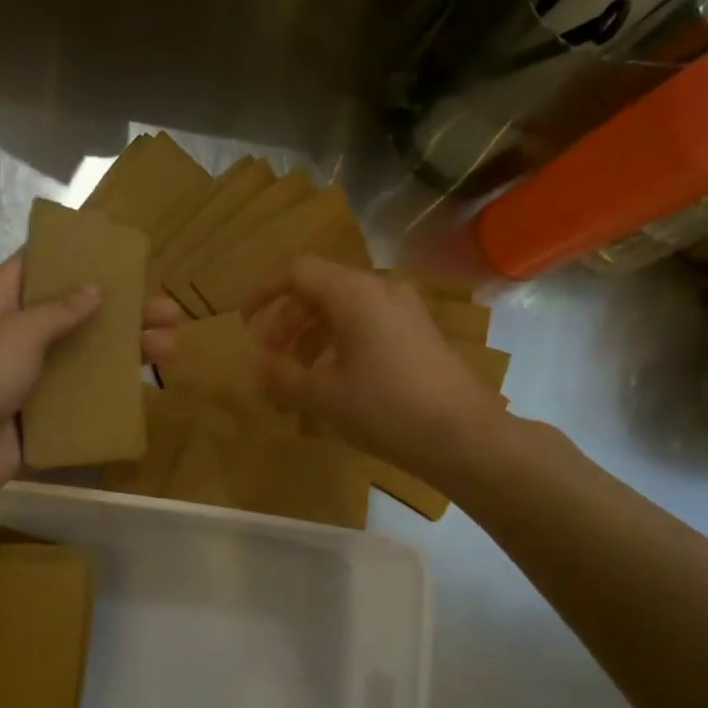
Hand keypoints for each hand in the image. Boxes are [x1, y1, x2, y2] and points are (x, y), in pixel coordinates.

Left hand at [0, 255, 181, 514]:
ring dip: (124, 353)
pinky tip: (141, 391)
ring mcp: (27, 379)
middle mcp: (15, 336)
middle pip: (75, 314)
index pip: (41, 266)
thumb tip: (95, 288)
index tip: (123, 256)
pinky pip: (78, 401)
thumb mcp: (16, 333)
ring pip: (83, 359)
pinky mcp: (37, 418)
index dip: (80, 257)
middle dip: (121, 311)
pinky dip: (107, 394)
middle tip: (168, 311)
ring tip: (170, 348)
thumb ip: (59, 311)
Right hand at [247, 257, 499, 472]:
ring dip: (312, 335)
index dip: (265, 293)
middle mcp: (381, 290)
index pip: (297, 272)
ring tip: (297, 375)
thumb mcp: (323, 395)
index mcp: (353, 294)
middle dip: (288, 321)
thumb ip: (282, 376)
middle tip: (270, 356)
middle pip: (321, 290)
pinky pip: (368, 325)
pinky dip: (340, 344)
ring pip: (344, 310)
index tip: (245, 322)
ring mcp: (405, 311)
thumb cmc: (385, 408)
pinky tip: (334, 381)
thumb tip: (256, 366)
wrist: (462, 435)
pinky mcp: (419, 334)